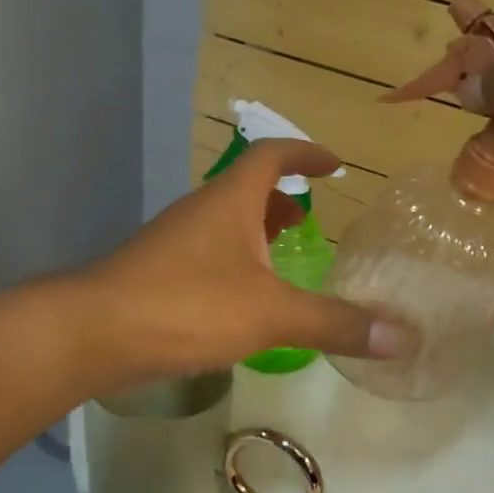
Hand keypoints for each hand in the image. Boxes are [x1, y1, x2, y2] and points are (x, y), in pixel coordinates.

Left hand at [85, 139, 412, 379]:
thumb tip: (402, 339)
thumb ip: (334, 323)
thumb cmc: (187, 305)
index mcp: (231, 201)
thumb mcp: (271, 314)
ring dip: (258, 230)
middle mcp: (201, 211)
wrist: (91, 334)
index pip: (272, 155)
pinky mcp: (158, 273)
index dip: (305, 153)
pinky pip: (209, 253)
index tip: (334, 164)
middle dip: (283, 198)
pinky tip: (246, 299)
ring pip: (226, 223)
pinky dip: (236, 261)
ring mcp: (175, 242)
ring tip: (287, 256)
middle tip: (313, 217)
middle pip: (247, 188)